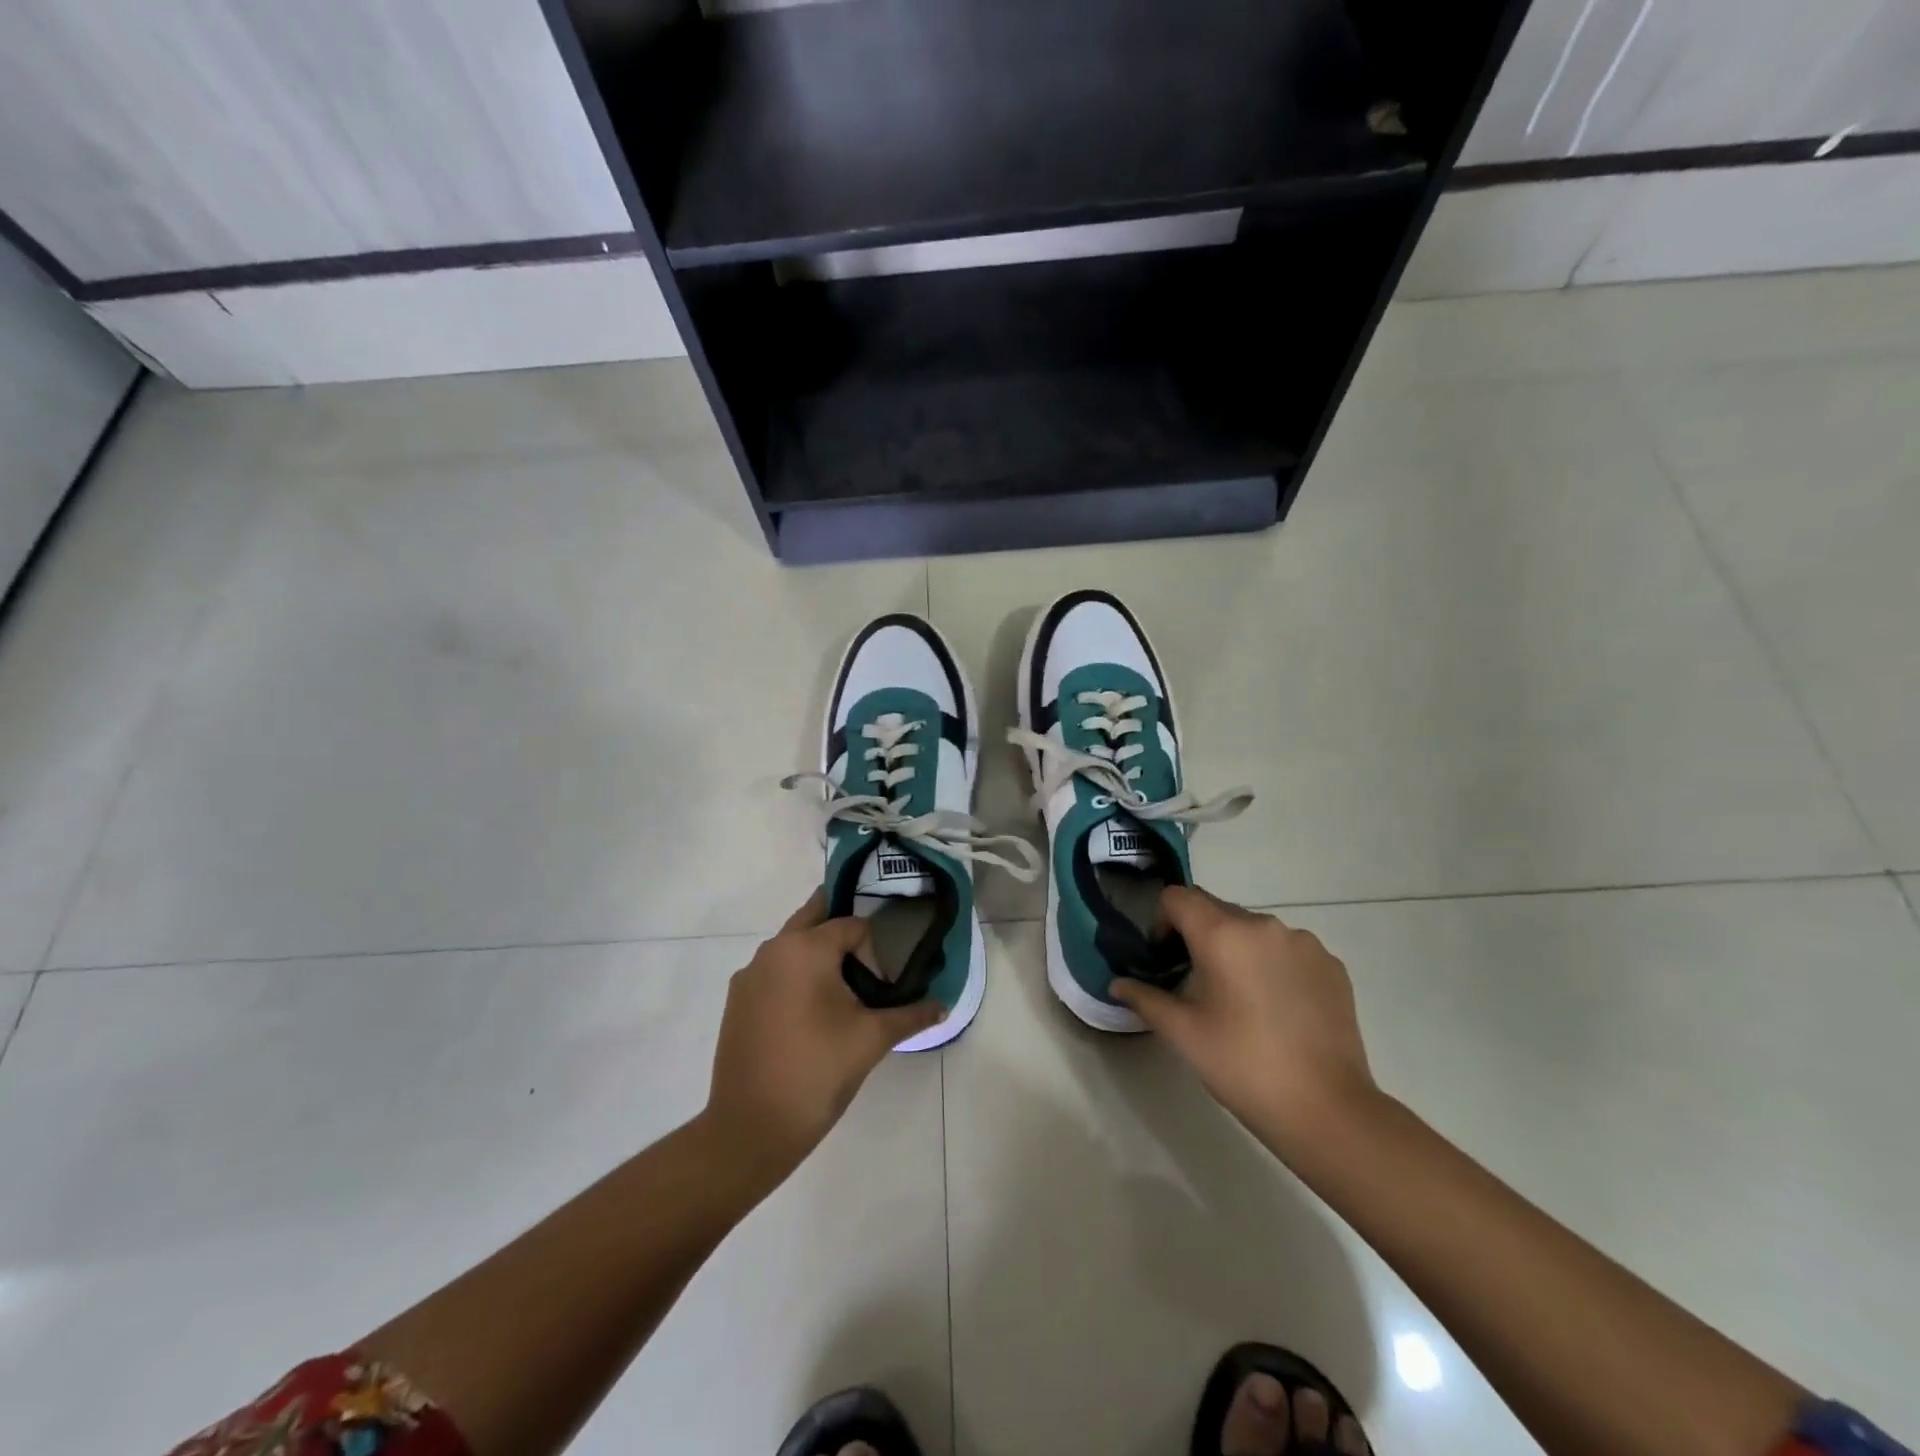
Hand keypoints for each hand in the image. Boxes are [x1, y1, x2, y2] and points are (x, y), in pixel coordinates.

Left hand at [703, 893, 943, 1179]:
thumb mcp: (871, 1039)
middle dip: (842, 926)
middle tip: (869, 952)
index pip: (852, 925)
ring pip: (791, 944)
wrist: (750, 1128)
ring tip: (844, 985)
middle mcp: (773, 950)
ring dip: (817, 951)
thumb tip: (943, 1005)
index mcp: (805, 949)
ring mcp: (749, 975)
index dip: (875, 949)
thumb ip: (910, 1015)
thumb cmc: (817, 1072)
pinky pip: (774, 970)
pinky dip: (795, 974)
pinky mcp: (737, 1000)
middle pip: (814, 917)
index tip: (885, 982)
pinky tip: (811, 1012)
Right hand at [1113, 886, 1377, 1156]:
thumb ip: (1145, 999)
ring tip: (1240, 1000)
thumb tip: (1117, 984)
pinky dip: (1272, 964)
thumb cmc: (1243, 1066)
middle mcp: (1264, 925)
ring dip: (1237, 949)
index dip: (1162, 921)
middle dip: (1198, 936)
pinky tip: (1277, 1008)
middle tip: (1195, 984)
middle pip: (1216, 910)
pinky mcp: (1331, 964)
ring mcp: (1303, 943)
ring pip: (1253, 930)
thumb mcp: (1184, 1034)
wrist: (1328, 1110)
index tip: (1164, 959)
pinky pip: (1287, 949)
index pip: (1178, 898)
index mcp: (1224, 934)